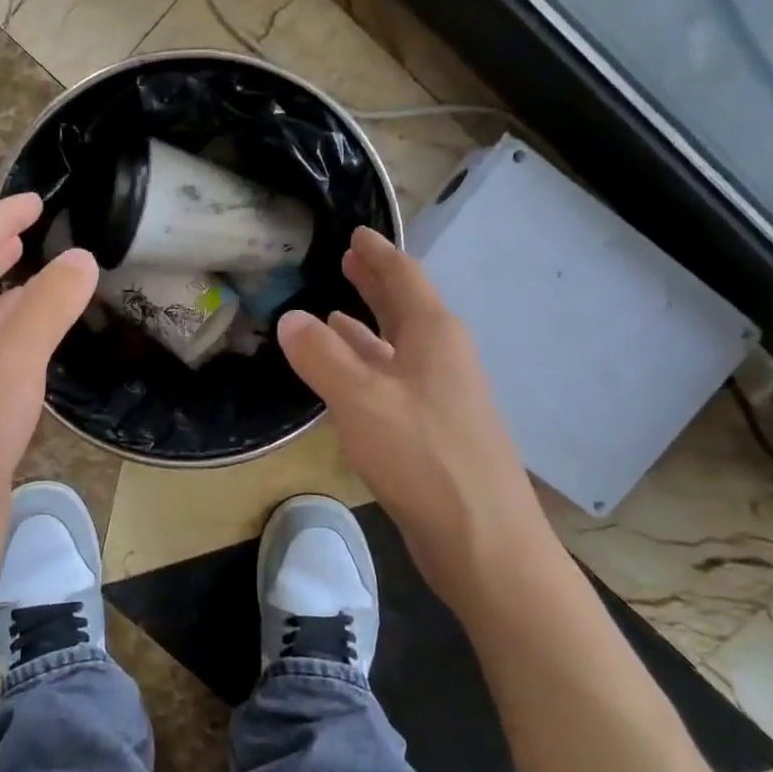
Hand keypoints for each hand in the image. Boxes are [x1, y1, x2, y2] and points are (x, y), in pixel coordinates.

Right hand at [278, 226, 551, 606]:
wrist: (482, 538)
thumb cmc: (423, 457)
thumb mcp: (361, 399)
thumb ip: (321, 356)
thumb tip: (289, 318)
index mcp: (434, 335)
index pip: (404, 277)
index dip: (378, 253)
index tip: (357, 232)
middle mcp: (443, 356)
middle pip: (406, 307)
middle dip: (376, 282)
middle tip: (348, 260)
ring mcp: (441, 394)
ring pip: (398, 345)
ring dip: (368, 326)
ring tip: (335, 312)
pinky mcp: (433, 429)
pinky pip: (394, 379)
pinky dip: (368, 367)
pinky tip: (348, 376)